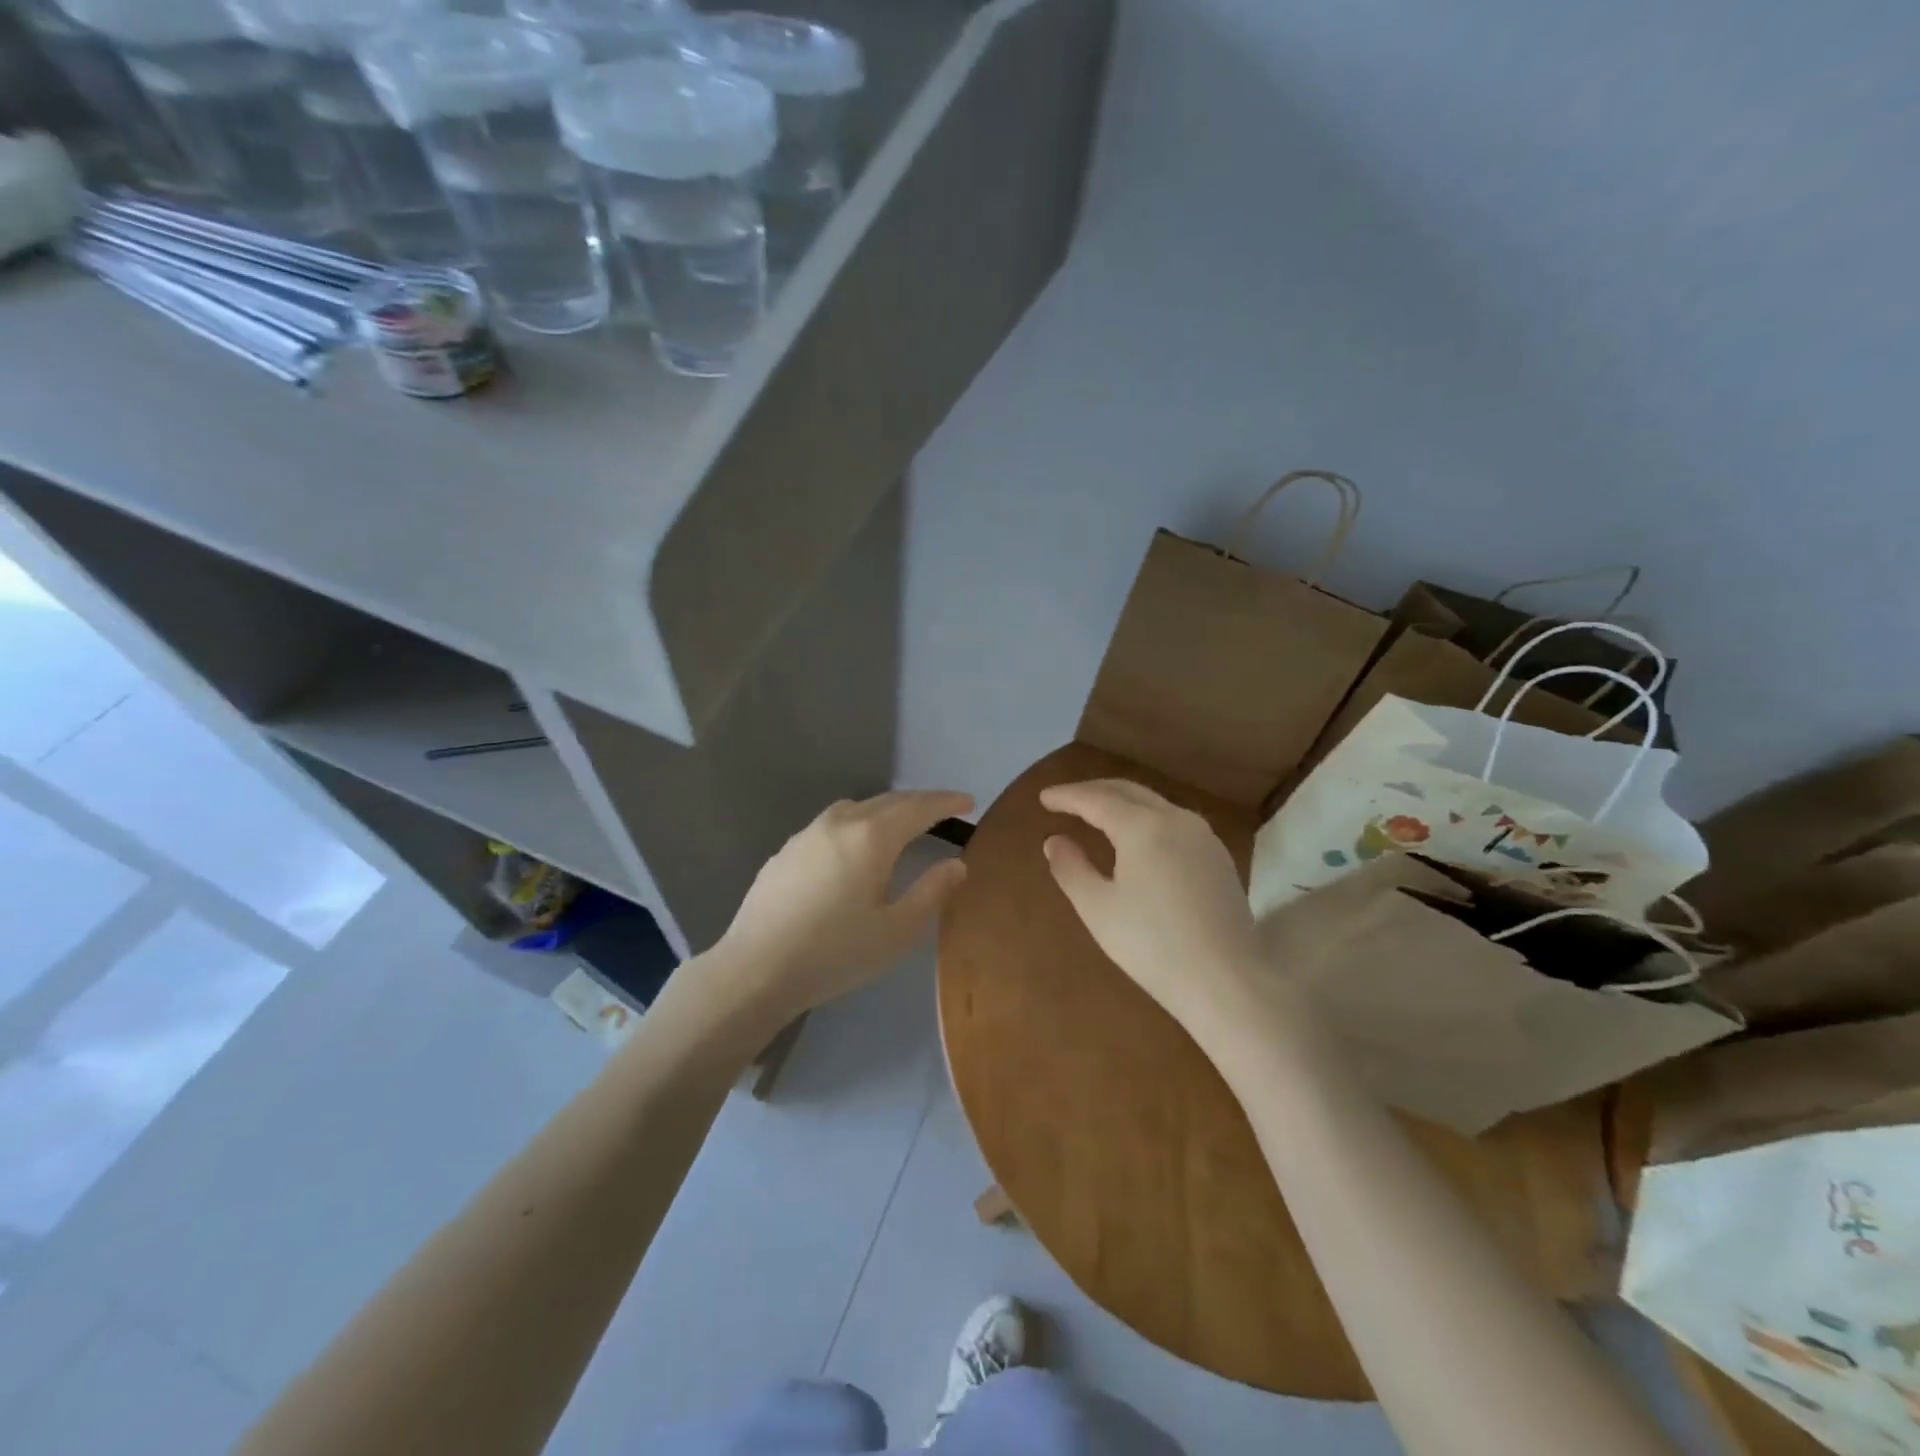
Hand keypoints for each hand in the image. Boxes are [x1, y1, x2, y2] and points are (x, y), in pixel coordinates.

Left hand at [715, 790, 972, 1022]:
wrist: (755, 969)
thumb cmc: (835, 953)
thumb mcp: (896, 931)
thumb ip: (931, 892)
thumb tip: (957, 865)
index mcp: (871, 837)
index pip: (918, 808)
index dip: (946, 802)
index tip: (968, 801)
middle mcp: (839, 822)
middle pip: (888, 801)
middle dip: (919, 802)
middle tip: (943, 809)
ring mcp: (807, 834)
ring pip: (856, 808)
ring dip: (885, 810)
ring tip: (901, 826)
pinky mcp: (786, 851)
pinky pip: (831, 824)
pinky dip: (856, 824)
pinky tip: (853, 850)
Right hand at [1040, 779, 1263, 1032]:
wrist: (1226, 981)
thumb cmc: (1152, 945)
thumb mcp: (1097, 908)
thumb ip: (1071, 868)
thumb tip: (1055, 841)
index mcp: (1142, 826)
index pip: (1096, 799)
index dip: (1067, 796)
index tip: (1044, 797)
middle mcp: (1176, 819)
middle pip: (1128, 792)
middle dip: (1094, 791)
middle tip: (1066, 799)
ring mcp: (1203, 836)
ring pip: (1155, 804)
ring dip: (1122, 802)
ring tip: (1097, 814)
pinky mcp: (1218, 857)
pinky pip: (1174, 822)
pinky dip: (1146, 819)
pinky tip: (1138, 838)